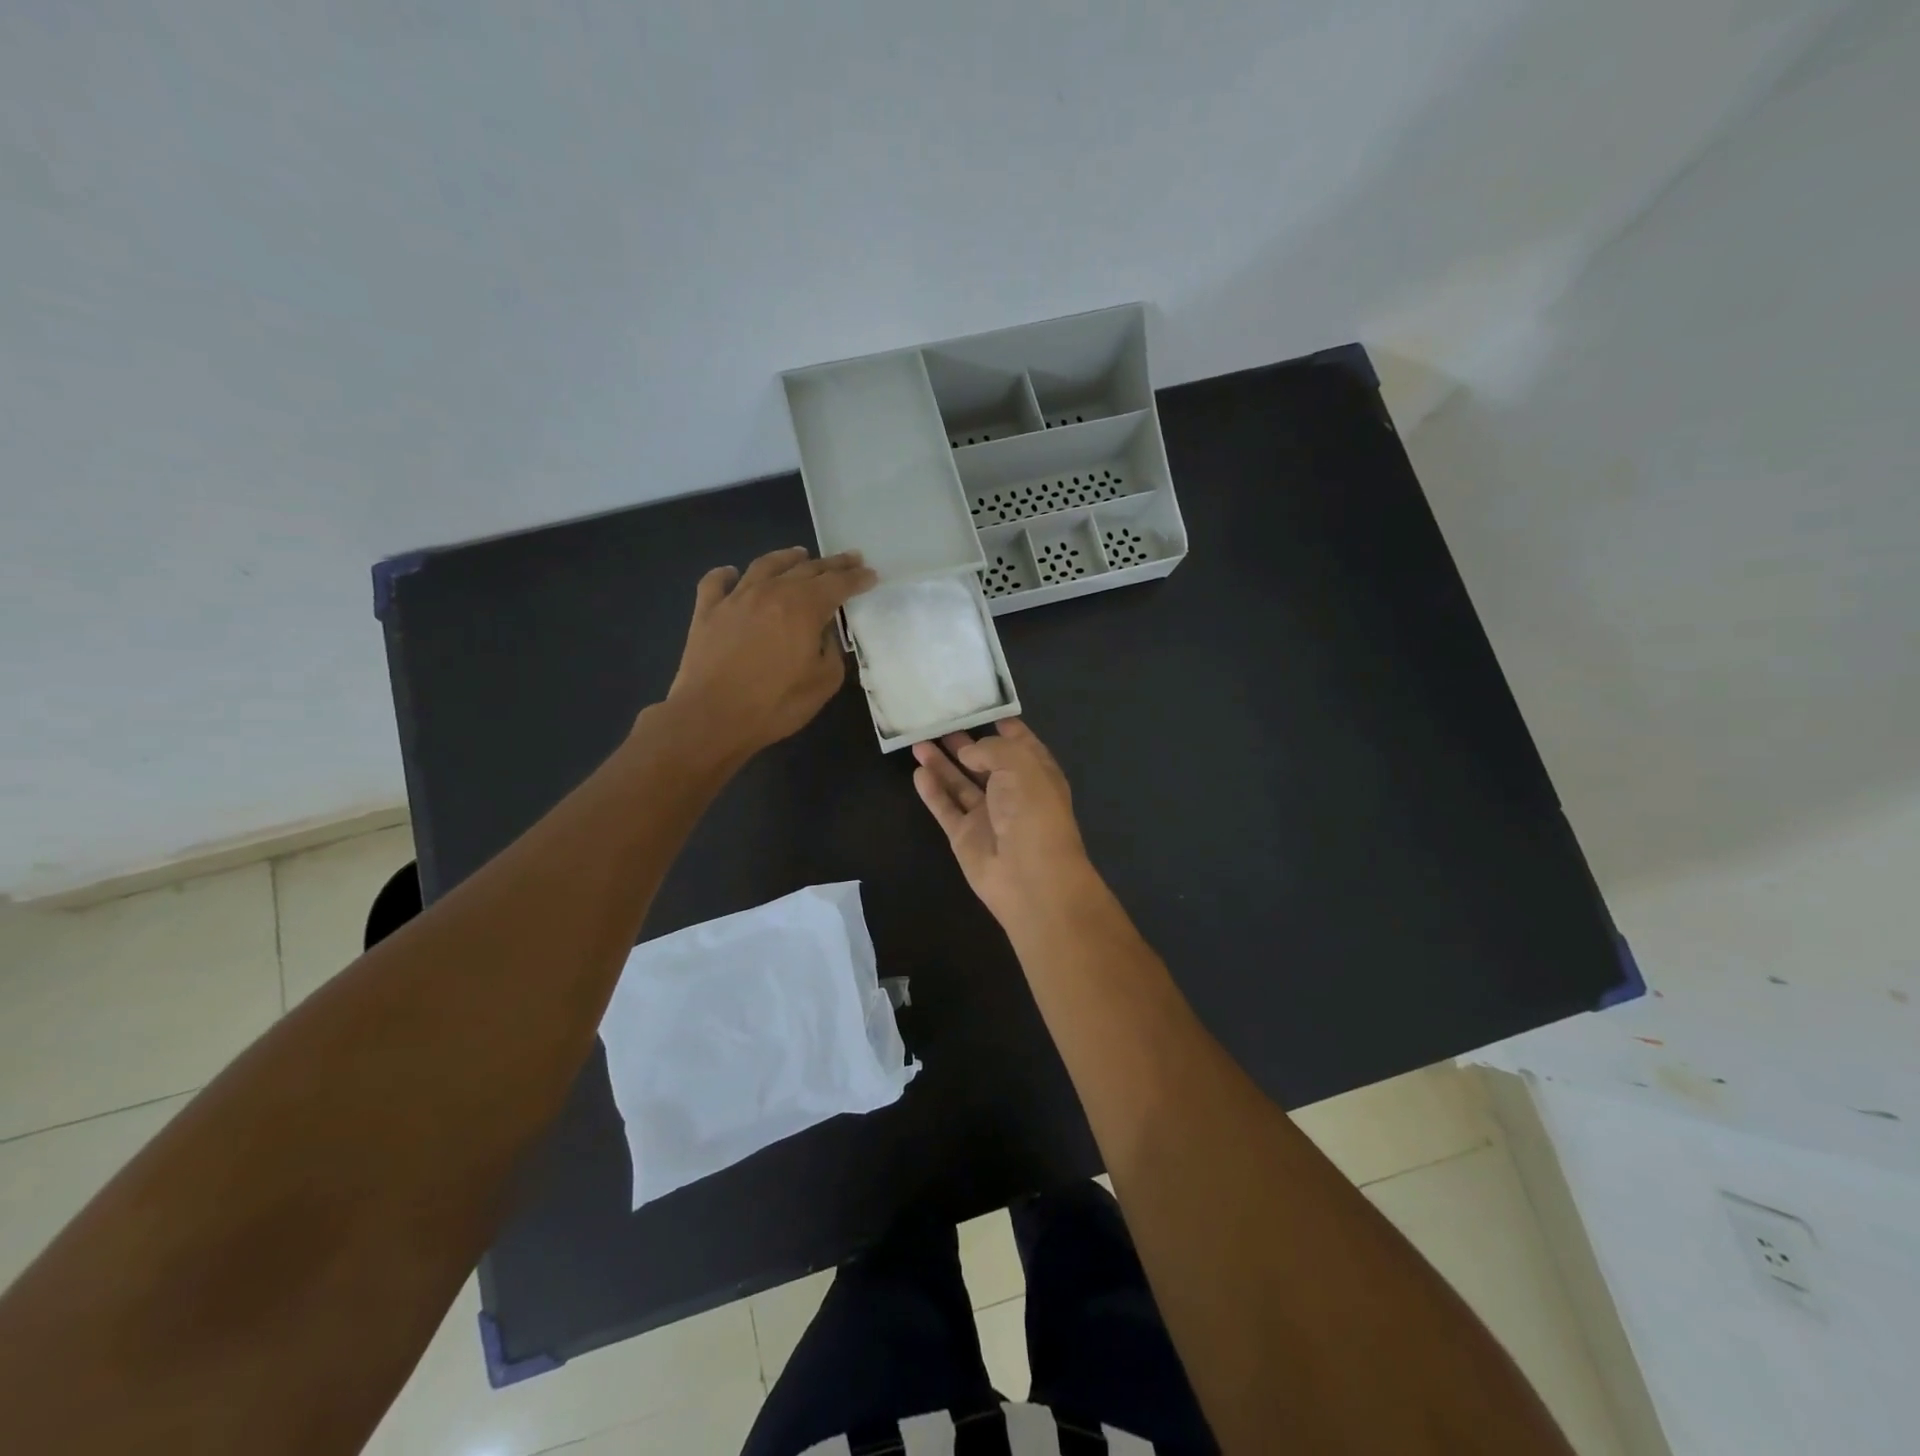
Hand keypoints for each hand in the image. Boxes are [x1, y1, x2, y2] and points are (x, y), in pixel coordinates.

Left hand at [664, 547, 876, 759]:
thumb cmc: (776, 704)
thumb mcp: (823, 682)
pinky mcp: (707, 612)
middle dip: (832, 564)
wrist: (712, 716)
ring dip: (787, 558)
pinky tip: (731, 573)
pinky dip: (725, 574)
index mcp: (804, 607)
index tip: (870, 574)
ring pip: (765, 566)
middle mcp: (771, 592)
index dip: (857, 579)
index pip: (837, 584)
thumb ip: (831, 651)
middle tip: (849, 559)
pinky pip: (716, 582)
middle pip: (807, 569)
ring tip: (800, 554)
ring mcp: (735, 599)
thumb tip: (823, 633)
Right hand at [911, 720, 1096, 926]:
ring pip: (960, 783)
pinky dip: (932, 791)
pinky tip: (918, 772)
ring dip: (942, 763)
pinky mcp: (965, 836)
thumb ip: (990, 750)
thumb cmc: (1032, 811)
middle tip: (938, 722)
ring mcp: (987, 815)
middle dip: (965, 742)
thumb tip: (967, 752)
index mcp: (1036, 772)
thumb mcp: (1019, 764)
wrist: (1029, 876)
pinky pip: (946, 807)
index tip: (979, 705)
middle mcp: (1012, 791)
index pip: (1019, 742)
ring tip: (919, 741)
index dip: (1002, 725)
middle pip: (985, 762)